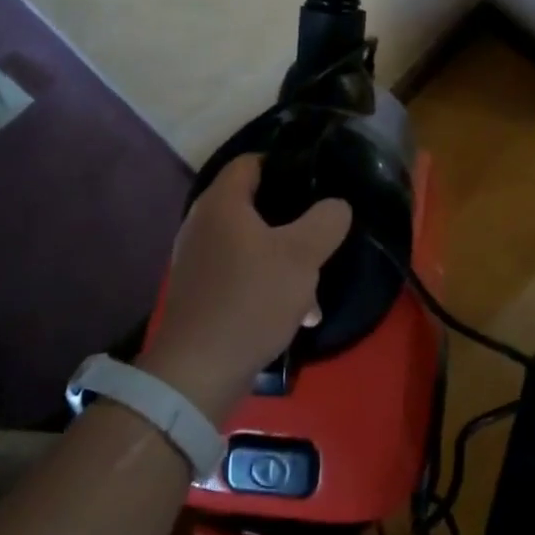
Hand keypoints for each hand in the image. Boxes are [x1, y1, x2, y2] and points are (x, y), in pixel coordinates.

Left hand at [140, 155, 351, 422]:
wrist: (197, 373)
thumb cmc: (251, 299)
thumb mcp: (302, 256)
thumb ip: (326, 221)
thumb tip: (336, 206)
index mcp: (221, 203)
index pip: (251, 161)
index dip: (284, 162)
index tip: (315, 177)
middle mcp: (202, 224)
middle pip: (254, 204)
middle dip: (292, 219)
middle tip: (321, 229)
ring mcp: (198, 261)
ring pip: (251, 244)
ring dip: (284, 258)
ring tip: (315, 284)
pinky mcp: (200, 293)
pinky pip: (241, 274)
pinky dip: (268, 283)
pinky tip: (297, 312)